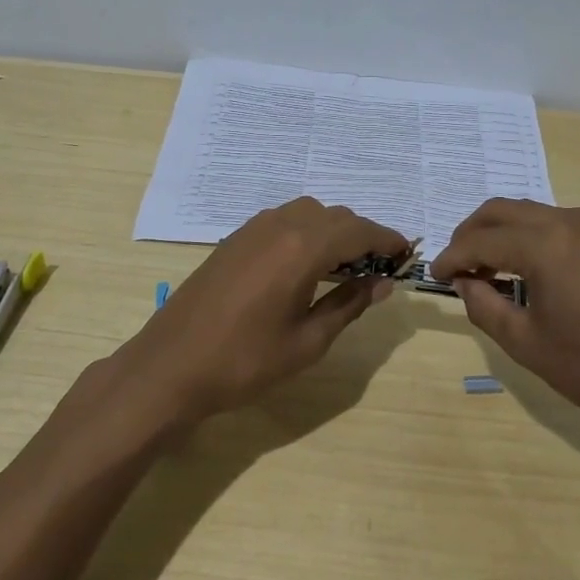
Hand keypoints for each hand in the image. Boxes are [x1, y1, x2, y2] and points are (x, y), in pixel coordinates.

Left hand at [110, 198, 406, 425]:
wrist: (171, 366)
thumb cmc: (246, 361)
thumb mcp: (308, 341)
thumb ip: (350, 305)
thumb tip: (382, 283)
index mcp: (303, 247)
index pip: (359, 230)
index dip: (387, 240)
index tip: (407, 254)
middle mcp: (280, 225)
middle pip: (335, 216)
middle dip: (362, 235)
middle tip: (379, 267)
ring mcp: (252, 229)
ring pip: (308, 213)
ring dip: (333, 231)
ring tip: (345, 266)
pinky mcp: (234, 239)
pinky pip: (283, 221)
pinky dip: (306, 232)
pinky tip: (305, 265)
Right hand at [431, 199, 579, 436]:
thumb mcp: (526, 344)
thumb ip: (485, 307)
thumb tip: (465, 283)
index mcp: (543, 244)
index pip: (480, 241)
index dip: (451, 257)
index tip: (434, 276)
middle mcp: (568, 222)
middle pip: (503, 210)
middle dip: (472, 233)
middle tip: (457, 265)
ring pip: (532, 214)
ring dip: (503, 233)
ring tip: (491, 270)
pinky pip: (560, 226)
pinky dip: (533, 238)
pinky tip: (533, 272)